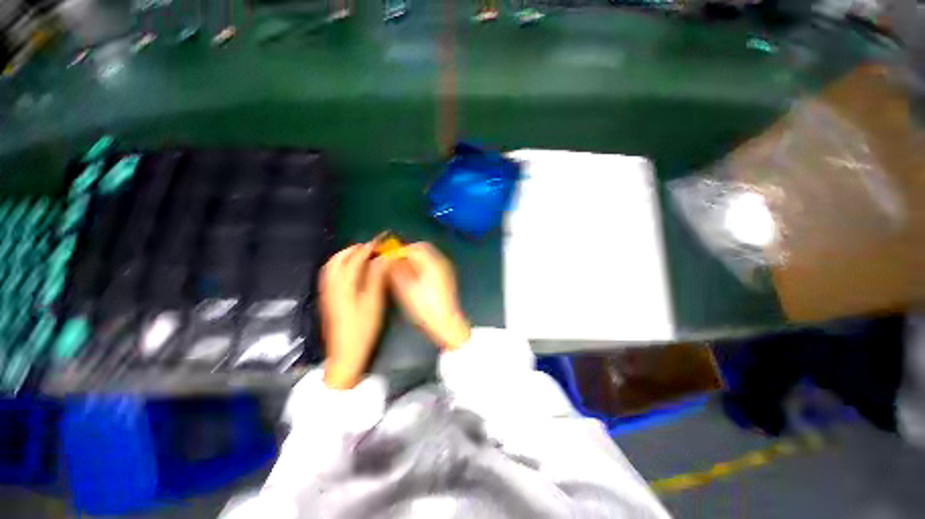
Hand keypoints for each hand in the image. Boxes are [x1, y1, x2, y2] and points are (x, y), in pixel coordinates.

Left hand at [320, 243, 390, 388]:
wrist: (345, 353)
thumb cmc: (363, 328)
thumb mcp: (374, 302)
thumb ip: (377, 278)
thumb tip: (384, 258)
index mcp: (345, 285)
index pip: (356, 258)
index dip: (369, 247)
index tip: (381, 240)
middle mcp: (332, 284)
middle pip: (339, 258)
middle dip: (355, 248)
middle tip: (372, 247)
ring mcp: (328, 291)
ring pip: (332, 265)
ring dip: (346, 255)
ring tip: (362, 254)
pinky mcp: (328, 298)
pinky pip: (331, 273)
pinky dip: (341, 265)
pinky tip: (352, 269)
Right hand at [387, 242, 470, 350]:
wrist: (446, 322)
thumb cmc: (425, 307)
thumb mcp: (406, 289)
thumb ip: (397, 271)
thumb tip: (389, 260)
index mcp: (433, 263)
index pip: (415, 248)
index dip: (400, 251)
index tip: (389, 257)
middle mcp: (441, 262)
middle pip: (423, 248)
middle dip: (408, 252)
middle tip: (395, 261)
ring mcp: (446, 268)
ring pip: (428, 255)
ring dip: (414, 257)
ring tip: (402, 269)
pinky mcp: (446, 276)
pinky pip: (432, 263)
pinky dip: (421, 264)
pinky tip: (414, 275)